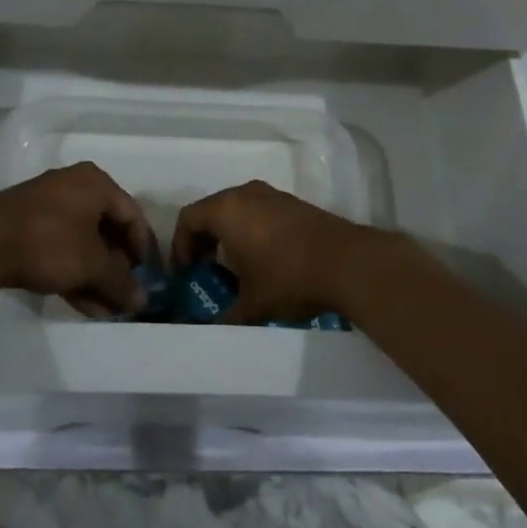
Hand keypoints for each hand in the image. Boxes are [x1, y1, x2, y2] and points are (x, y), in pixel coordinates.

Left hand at [0, 162, 151, 317]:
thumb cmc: (49, 241)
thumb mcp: (91, 263)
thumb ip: (120, 281)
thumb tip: (142, 300)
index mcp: (95, 183)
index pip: (132, 214)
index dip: (143, 248)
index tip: (149, 278)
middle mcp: (74, 188)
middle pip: (108, 230)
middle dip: (118, 268)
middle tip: (127, 297)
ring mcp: (49, 208)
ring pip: (84, 244)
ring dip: (98, 278)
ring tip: (109, 311)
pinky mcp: (29, 228)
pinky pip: (62, 250)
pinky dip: (76, 274)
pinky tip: (87, 306)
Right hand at [173, 180, 373, 324]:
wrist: (346, 262)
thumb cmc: (288, 278)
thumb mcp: (251, 305)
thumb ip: (222, 318)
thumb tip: (202, 334)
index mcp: (226, 210)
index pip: (188, 218)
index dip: (180, 246)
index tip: (186, 273)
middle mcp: (245, 193)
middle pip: (211, 210)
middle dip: (203, 240)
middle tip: (205, 270)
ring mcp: (271, 195)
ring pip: (236, 209)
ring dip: (228, 234)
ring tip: (235, 268)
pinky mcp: (292, 202)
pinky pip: (258, 211)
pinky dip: (250, 229)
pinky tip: (263, 259)